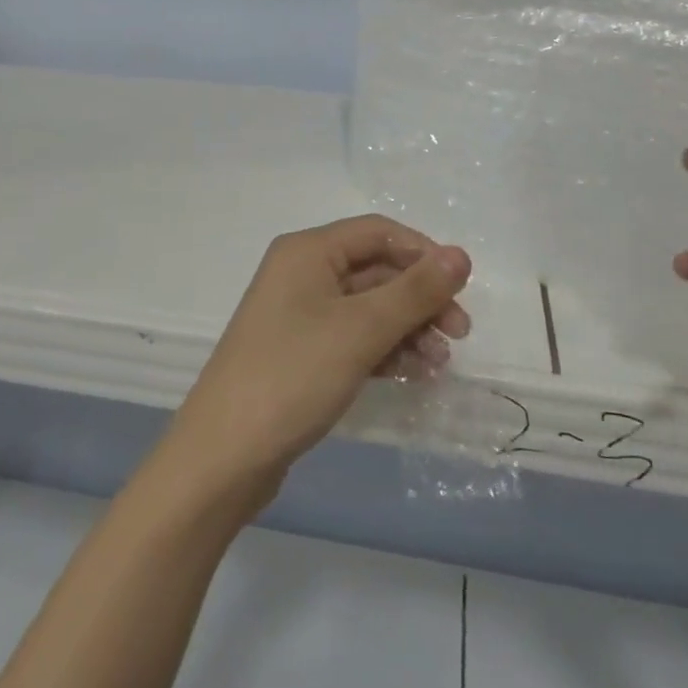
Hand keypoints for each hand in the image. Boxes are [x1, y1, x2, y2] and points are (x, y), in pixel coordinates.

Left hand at [162, 215, 470, 515]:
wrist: (225, 455)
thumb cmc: (293, 376)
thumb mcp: (361, 330)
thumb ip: (415, 291)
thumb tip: (461, 254)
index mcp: (307, 251)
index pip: (378, 232)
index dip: (423, 253)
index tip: (462, 288)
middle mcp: (302, 273)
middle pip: (376, 270)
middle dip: (420, 298)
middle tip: (460, 334)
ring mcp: (299, 315)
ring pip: (368, 307)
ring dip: (408, 329)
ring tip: (440, 364)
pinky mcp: (301, 352)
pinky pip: (353, 337)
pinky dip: (385, 350)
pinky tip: (413, 374)